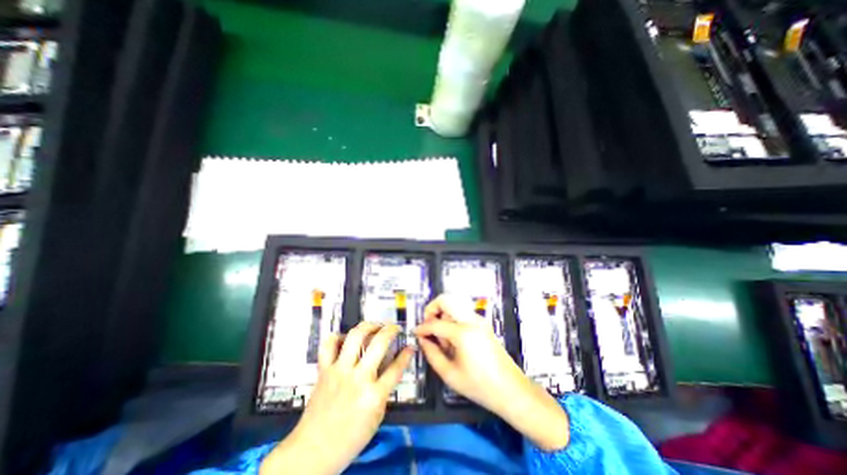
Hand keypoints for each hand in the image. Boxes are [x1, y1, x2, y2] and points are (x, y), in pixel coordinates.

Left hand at [262, 321, 414, 472]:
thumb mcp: (377, 417)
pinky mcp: (324, 370)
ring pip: (355, 336)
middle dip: (391, 330)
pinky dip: (337, 337)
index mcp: (374, 396)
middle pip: (379, 343)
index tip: (410, 346)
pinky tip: (345, 338)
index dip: (407, 354)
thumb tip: (391, 367)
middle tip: (394, 328)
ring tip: (375, 325)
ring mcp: (339, 371)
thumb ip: (385, 390)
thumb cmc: (349, 439)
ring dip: (368, 325)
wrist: (312, 452)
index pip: (397, 368)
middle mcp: (358, 378)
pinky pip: (329, 345)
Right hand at [414, 295, 526, 412]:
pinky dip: (452, 319)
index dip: (422, 328)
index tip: (416, 333)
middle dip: (432, 309)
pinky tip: (453, 339)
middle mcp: (472, 320)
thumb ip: (431, 354)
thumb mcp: (450, 374)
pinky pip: (462, 313)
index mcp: (463, 333)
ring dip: (443, 315)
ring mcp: (479, 320)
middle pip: (446, 299)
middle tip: (428, 326)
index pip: (435, 323)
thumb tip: (423, 339)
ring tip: (443, 338)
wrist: (511, 390)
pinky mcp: (483, 323)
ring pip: (454, 305)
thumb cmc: (481, 386)